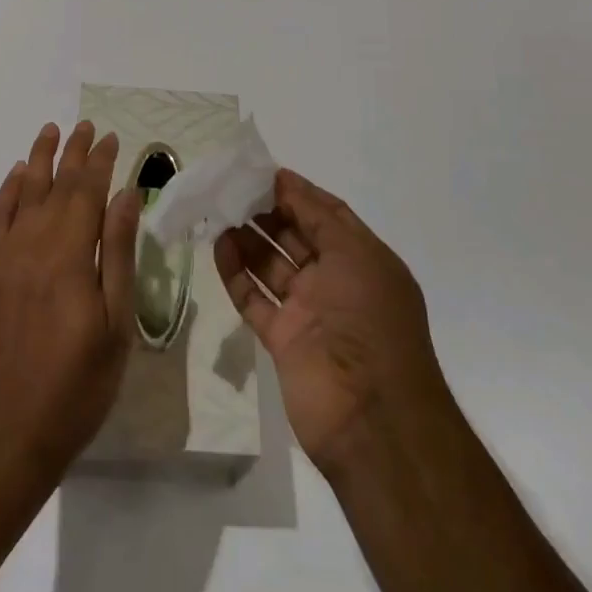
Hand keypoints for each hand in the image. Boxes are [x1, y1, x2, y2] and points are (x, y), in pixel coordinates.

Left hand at [0, 121, 141, 483]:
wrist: (6, 432)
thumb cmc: (76, 386)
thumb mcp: (115, 325)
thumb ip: (118, 255)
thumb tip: (125, 197)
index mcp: (70, 256)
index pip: (88, 192)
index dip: (101, 162)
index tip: (113, 138)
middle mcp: (34, 245)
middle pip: (57, 185)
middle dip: (74, 152)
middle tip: (87, 125)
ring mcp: (5, 257)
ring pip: (24, 193)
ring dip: (39, 159)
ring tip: (51, 131)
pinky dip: (7, 191)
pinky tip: (17, 176)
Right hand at [215, 168, 461, 474]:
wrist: (372, 418)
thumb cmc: (370, 321)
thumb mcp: (354, 254)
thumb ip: (317, 215)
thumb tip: (286, 181)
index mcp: (363, 260)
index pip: (327, 215)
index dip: (298, 193)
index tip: (263, 173)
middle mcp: (336, 282)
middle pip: (296, 237)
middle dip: (268, 212)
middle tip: (232, 189)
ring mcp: (308, 312)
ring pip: (272, 266)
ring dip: (248, 240)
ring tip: (219, 212)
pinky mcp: (283, 340)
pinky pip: (255, 299)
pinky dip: (237, 274)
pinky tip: (219, 247)